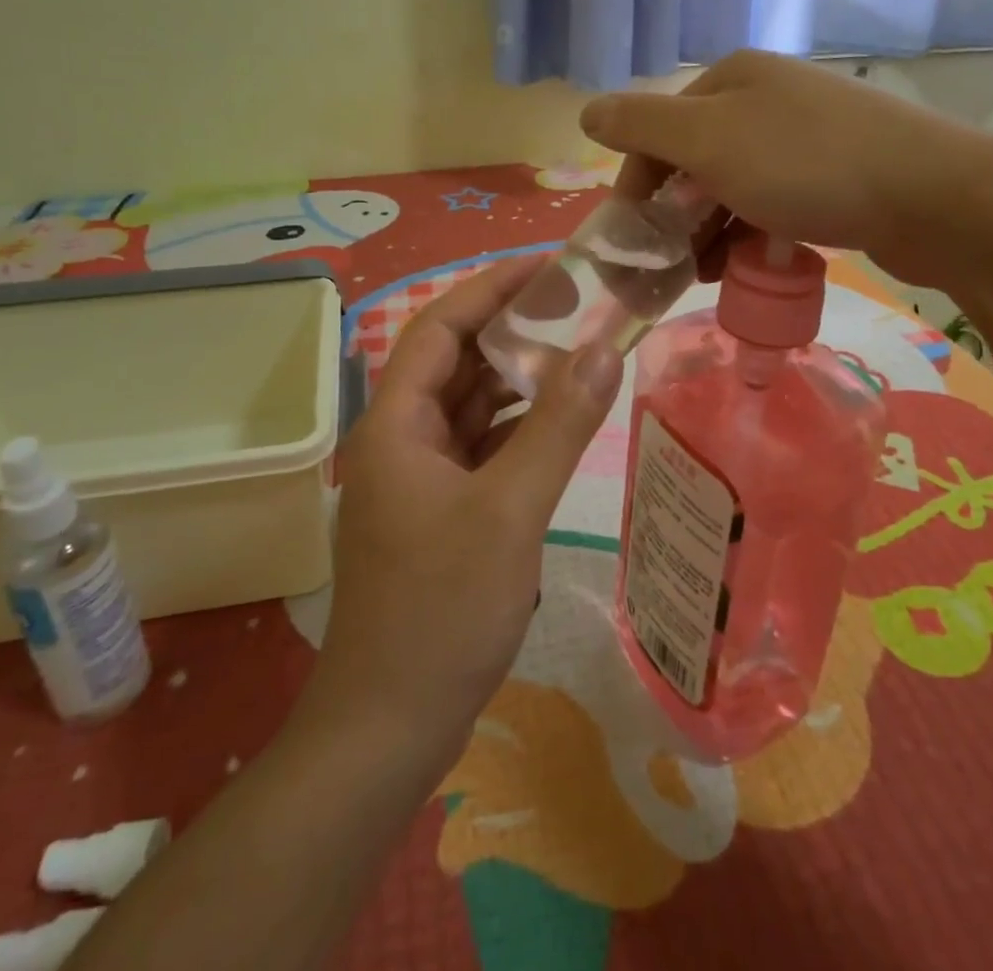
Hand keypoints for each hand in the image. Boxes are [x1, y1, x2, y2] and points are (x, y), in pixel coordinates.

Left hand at [299, 256, 623, 785]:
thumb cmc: (441, 610)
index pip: (441, 327)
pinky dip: (515, 428)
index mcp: (398, 422)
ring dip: (516, 379)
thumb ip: (557, 425)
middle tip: (575, 306)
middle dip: (511, 329)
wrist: (389, 725)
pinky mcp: (437, 512)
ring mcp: (418, 478)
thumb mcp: (509, 510)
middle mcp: (400, 438)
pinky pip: (478, 448)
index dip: (491, 288)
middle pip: (455, 362)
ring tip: (575, 350)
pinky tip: (556, 422)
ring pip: (469, 407)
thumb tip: (603, 348)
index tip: (548, 266)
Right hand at [580, 49, 992, 287]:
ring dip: (711, 231)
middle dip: (676, 215)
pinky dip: (752, 234)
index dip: (638, 184)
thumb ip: (641, 126)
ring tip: (710, 273)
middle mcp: (765, 98)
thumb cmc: (807, 166)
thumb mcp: (709, 140)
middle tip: (672, 265)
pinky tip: (752, 264)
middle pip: (693, 160)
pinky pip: (771, 204)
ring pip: (731, 187)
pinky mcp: (836, 173)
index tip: (634, 240)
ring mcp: (804, 135)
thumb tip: (585, 111)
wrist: (935, 196)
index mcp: (731, 79)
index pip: (657, 130)